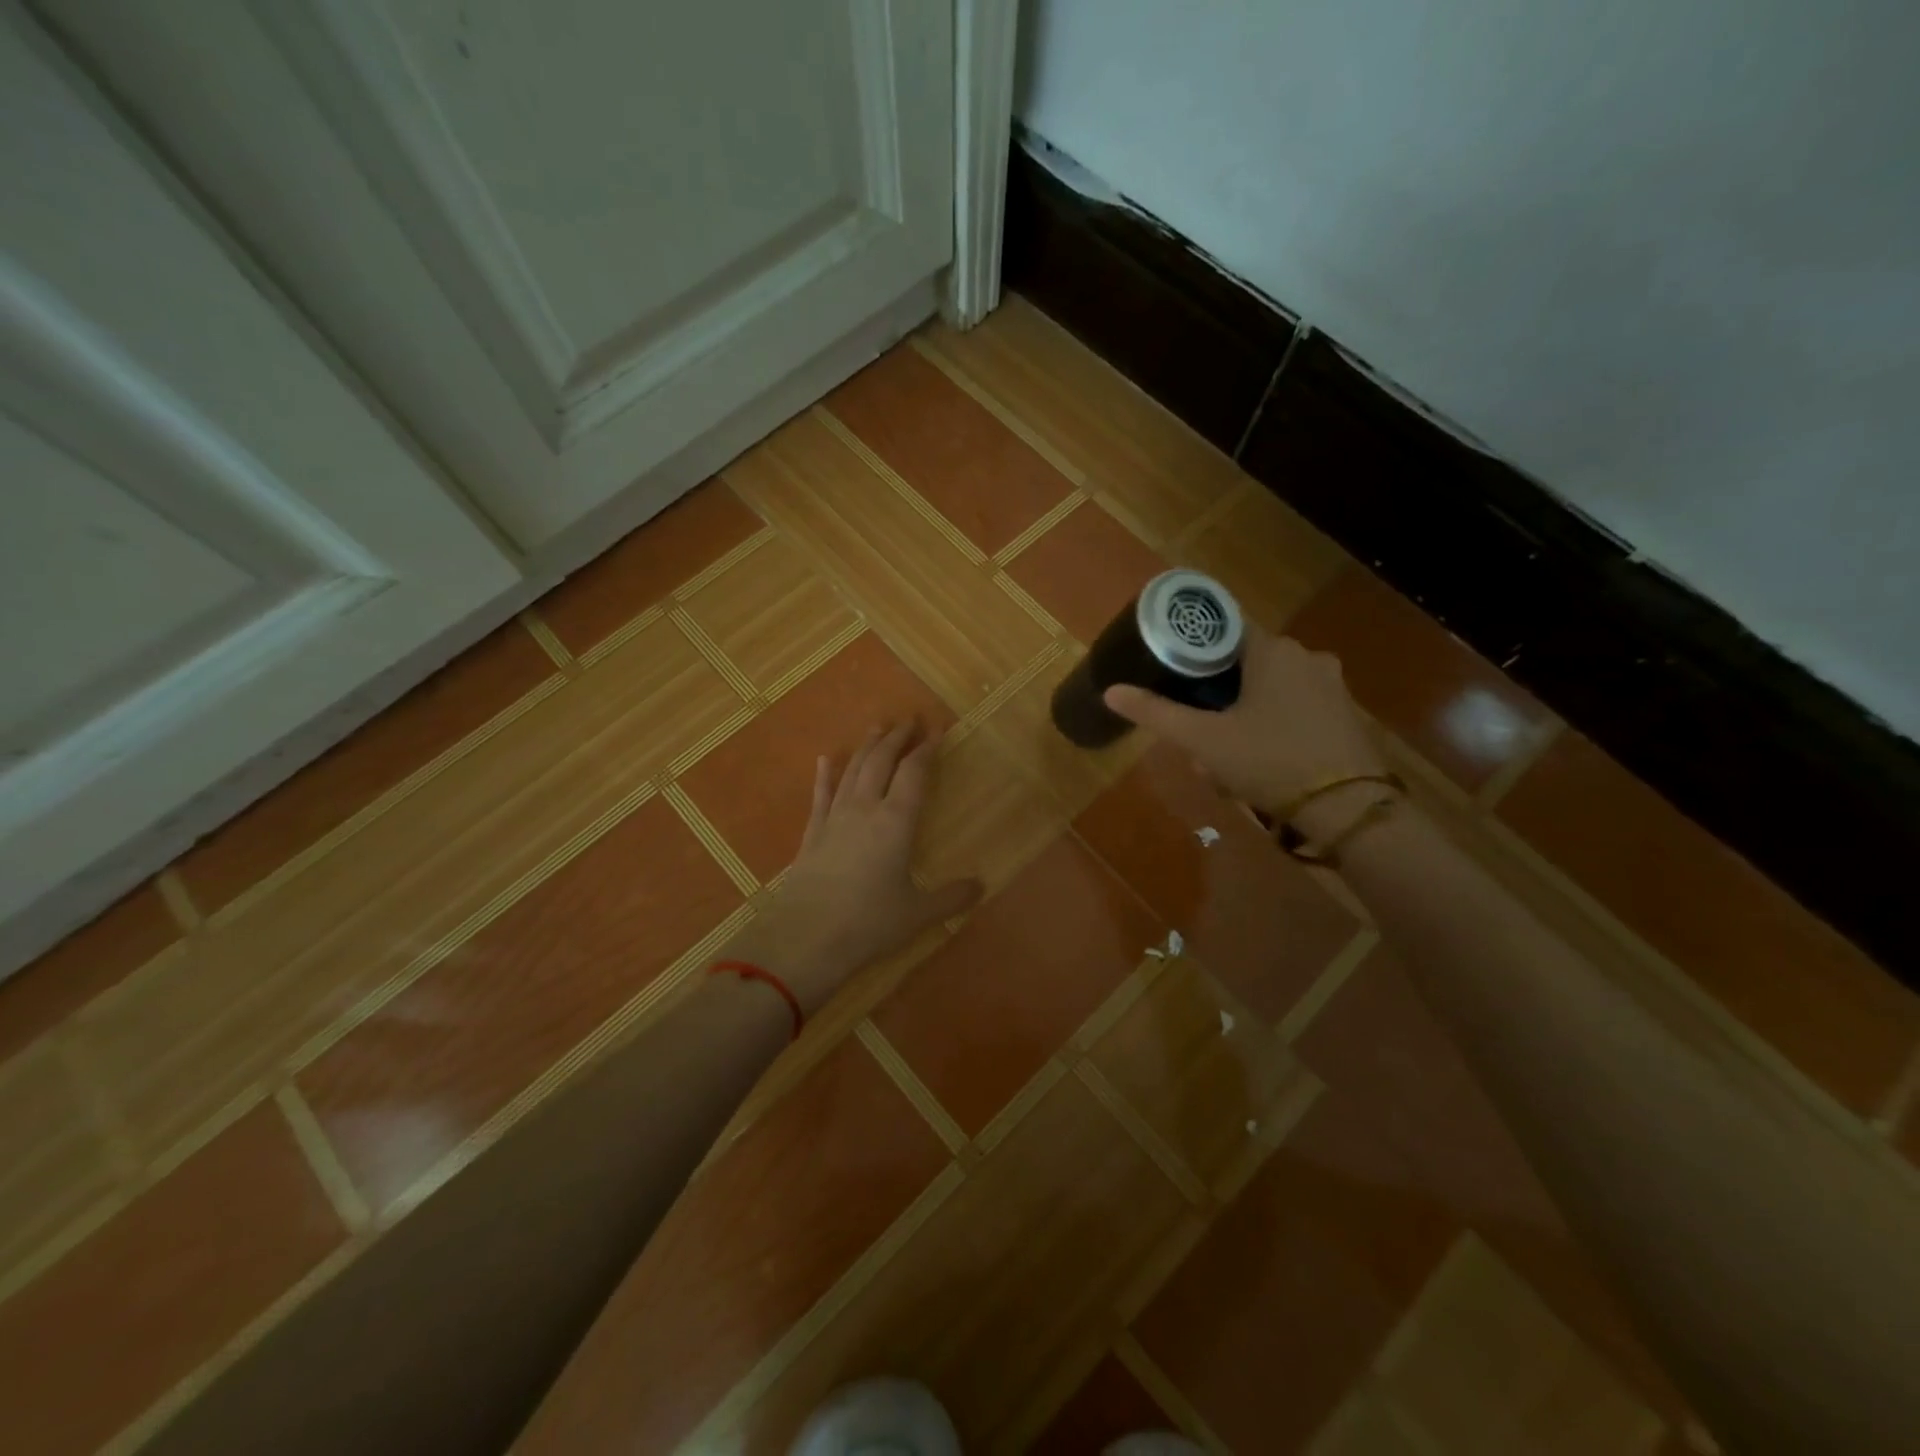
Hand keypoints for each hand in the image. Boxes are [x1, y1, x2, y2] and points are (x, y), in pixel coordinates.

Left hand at [757, 721, 981, 1014]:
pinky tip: (824, 760)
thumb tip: (981, 886)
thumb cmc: (869, 923)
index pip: (914, 773)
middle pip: (881, 761)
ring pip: (852, 770)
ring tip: (877, 728)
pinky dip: (825, 775)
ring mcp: (834, 818)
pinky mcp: (812, 834)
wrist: (805, 939)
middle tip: (909, 719)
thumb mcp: (918, 913)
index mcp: (896, 821)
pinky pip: (820, 795)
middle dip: (897, 738)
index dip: (927, 749)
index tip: (936, 731)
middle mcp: (865, 809)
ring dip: (866, 747)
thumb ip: (951, 897)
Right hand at [1103, 627, 1386, 826]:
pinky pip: (1297, 709)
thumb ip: (1156, 713)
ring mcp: (1332, 685)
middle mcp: (1307, 656)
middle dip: (1219, 695)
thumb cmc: (1269, 761)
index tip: (1175, 677)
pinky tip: (1262, 762)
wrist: (1348, 809)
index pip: (1224, 632)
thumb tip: (1110, 691)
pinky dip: (1275, 726)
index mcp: (1273, 650)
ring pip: (1272, 689)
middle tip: (1198, 730)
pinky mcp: (1346, 715)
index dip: (1195, 653)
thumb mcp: (1203, 740)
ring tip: (1225, 755)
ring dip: (1246, 714)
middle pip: (1247, 664)